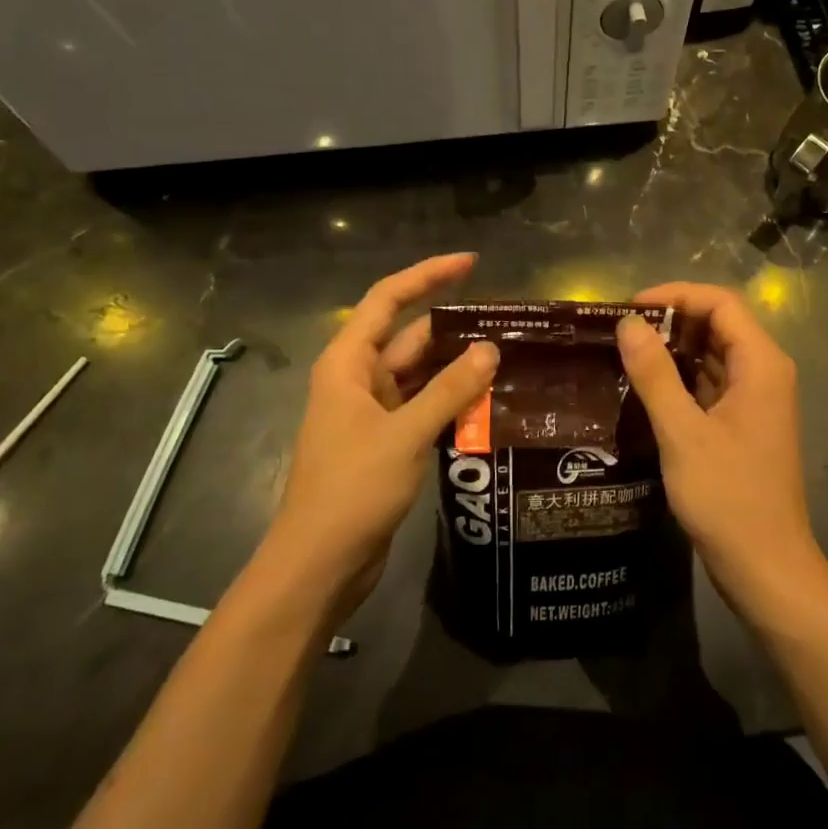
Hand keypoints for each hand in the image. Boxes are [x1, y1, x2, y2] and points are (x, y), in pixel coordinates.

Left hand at [263, 254, 497, 612]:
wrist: (319, 565)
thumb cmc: (353, 489)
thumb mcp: (406, 434)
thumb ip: (450, 390)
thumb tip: (490, 349)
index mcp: (348, 364)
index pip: (388, 300)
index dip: (428, 275)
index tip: (471, 263)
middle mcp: (358, 380)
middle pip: (409, 337)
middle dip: (454, 328)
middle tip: (507, 322)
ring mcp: (371, 413)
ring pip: (420, 375)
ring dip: (457, 368)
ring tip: (508, 358)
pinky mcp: (385, 442)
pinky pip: (423, 407)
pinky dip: (451, 402)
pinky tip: (488, 402)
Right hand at [615, 283, 819, 602]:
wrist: (765, 567)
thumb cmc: (728, 497)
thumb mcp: (682, 433)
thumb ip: (655, 375)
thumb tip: (629, 324)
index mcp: (761, 364)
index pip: (720, 303)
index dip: (676, 295)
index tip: (630, 307)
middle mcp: (764, 373)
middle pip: (718, 325)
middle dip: (671, 321)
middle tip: (621, 330)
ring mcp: (756, 401)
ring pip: (713, 356)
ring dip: (674, 350)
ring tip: (625, 353)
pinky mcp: (743, 425)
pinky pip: (711, 385)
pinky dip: (681, 379)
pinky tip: (645, 388)